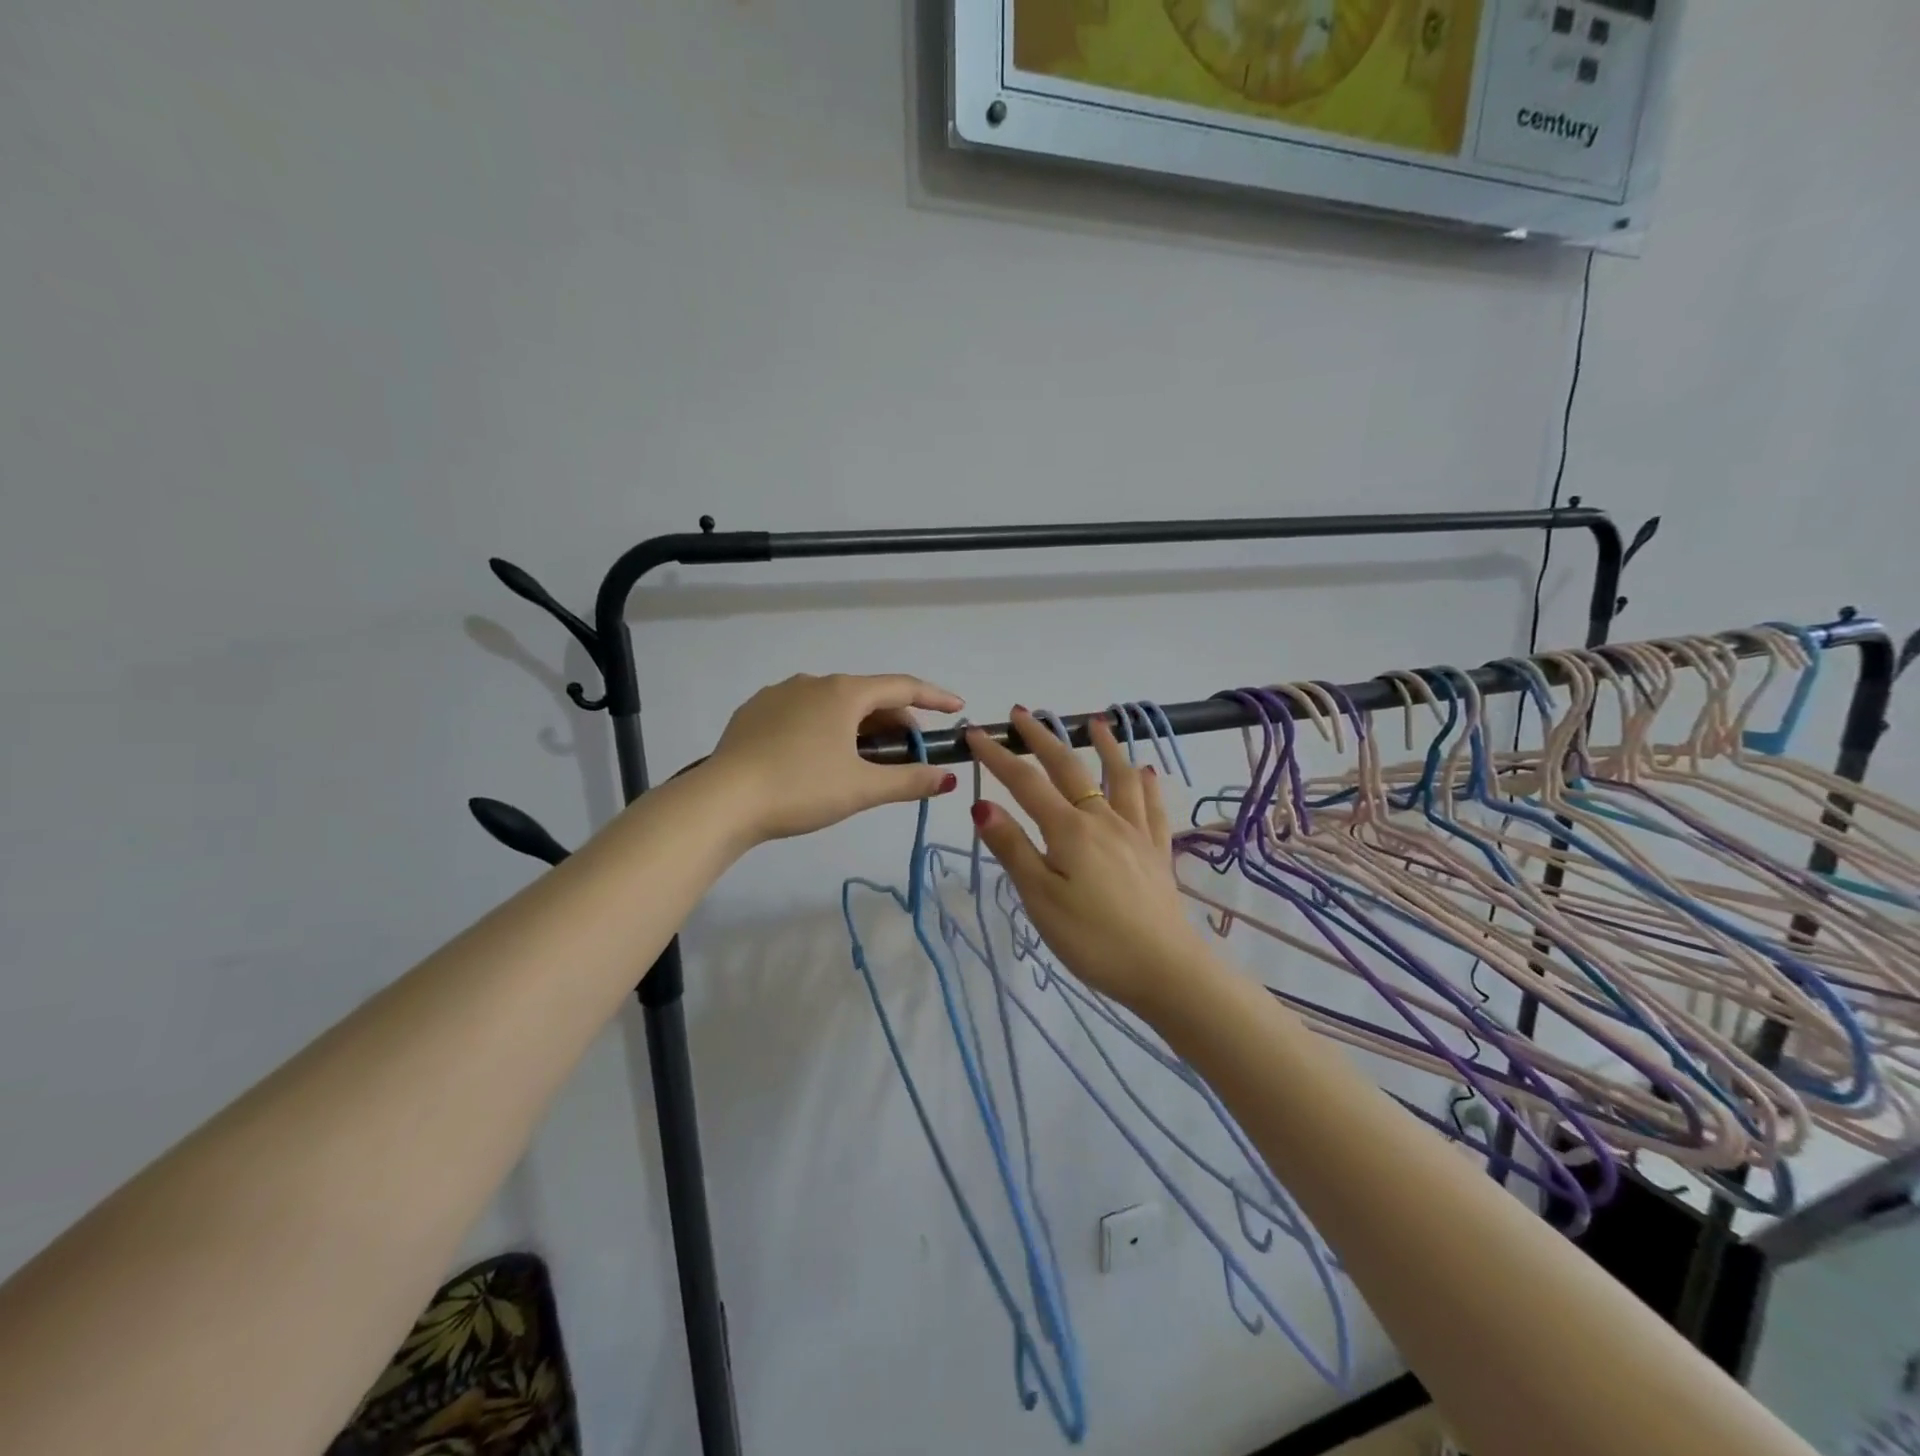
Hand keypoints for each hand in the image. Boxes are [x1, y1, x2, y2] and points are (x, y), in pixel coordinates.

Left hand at [709, 673, 963, 844]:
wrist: (723, 800)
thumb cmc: (801, 789)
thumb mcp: (862, 788)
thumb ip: (909, 781)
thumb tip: (948, 779)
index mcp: (844, 693)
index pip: (902, 687)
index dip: (934, 698)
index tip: (957, 708)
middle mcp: (813, 682)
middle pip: (868, 696)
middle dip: (895, 721)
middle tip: (909, 753)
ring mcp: (779, 694)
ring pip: (834, 704)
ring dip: (859, 726)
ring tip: (865, 759)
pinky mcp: (755, 712)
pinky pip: (804, 713)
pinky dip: (825, 728)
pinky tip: (819, 757)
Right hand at [966, 709, 1215, 1013]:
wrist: (1164, 969)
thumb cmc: (1093, 939)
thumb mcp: (1040, 899)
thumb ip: (1013, 849)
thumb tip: (981, 805)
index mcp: (1069, 830)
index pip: (1025, 783)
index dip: (998, 756)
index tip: (974, 732)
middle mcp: (1102, 819)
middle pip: (1069, 768)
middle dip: (1042, 738)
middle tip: (1022, 713)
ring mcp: (1135, 832)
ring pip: (1118, 777)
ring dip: (1104, 746)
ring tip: (1095, 722)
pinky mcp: (1157, 851)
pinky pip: (1152, 807)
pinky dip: (1146, 784)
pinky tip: (1146, 772)